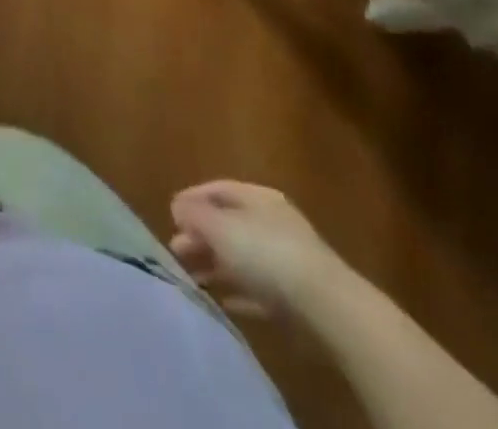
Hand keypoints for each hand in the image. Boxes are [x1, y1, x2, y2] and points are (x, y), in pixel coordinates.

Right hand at [169, 180, 344, 318]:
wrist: (327, 308)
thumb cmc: (266, 253)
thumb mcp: (220, 227)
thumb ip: (194, 214)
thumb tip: (177, 206)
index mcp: (257, 197)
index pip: (217, 189)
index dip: (191, 199)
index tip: (169, 215)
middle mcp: (273, 222)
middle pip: (229, 223)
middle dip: (201, 235)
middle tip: (176, 250)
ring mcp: (289, 260)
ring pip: (242, 257)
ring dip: (216, 264)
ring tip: (192, 277)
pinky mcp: (297, 297)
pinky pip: (260, 289)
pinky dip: (240, 291)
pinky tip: (224, 301)